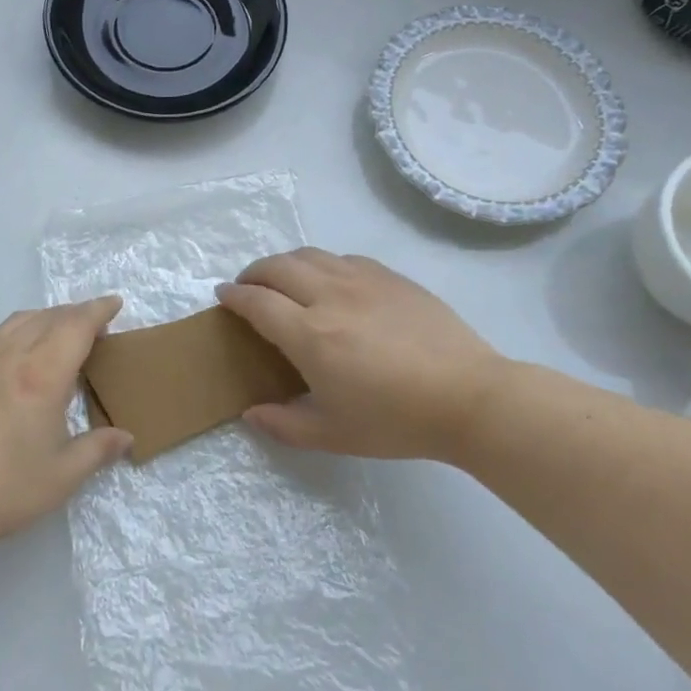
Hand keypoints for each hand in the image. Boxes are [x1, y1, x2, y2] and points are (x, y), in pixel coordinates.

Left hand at [0, 297, 131, 557]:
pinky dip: (24, 331)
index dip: (98, 311)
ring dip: (47, 318)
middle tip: (98, 326)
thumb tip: (126, 438)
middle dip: (76, 313)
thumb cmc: (3, 490)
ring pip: (19, 322)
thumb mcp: (62, 476)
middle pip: (48, 317)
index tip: (115, 304)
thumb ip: (98, 450)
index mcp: (41, 375)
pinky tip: (27, 360)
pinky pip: (0, 337)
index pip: (75, 326)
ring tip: (63, 335)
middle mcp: (10, 359)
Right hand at [217, 249, 505, 460]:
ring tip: (282, 280)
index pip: (257, 302)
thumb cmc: (396, 420)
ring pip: (311, 255)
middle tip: (247, 287)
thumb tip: (251, 413)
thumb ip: (284, 424)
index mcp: (310, 336)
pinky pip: (344, 259)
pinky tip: (329, 281)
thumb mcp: (332, 434)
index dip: (234, 296)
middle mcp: (330, 297)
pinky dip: (322, 264)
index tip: (222, 295)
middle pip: (278, 268)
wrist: (469, 397)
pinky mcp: (392, 278)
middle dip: (253, 273)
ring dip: (285, 263)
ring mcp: (363, 282)